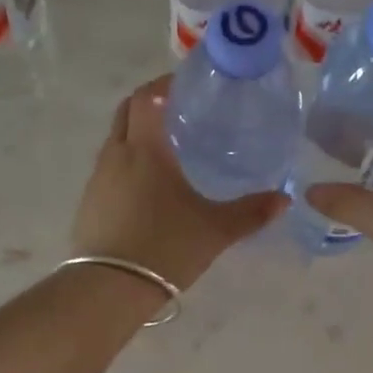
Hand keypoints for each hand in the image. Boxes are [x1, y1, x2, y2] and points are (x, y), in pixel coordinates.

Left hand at [72, 76, 287, 288]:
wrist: (109, 288)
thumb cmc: (165, 247)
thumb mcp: (215, 230)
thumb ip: (250, 212)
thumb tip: (284, 199)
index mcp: (146, 149)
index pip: (147, 97)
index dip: (164, 84)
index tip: (185, 84)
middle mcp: (116, 155)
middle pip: (126, 112)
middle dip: (148, 103)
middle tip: (177, 110)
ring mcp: (97, 179)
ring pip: (115, 140)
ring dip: (136, 134)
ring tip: (166, 148)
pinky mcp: (88, 202)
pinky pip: (108, 168)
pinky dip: (126, 162)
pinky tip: (146, 186)